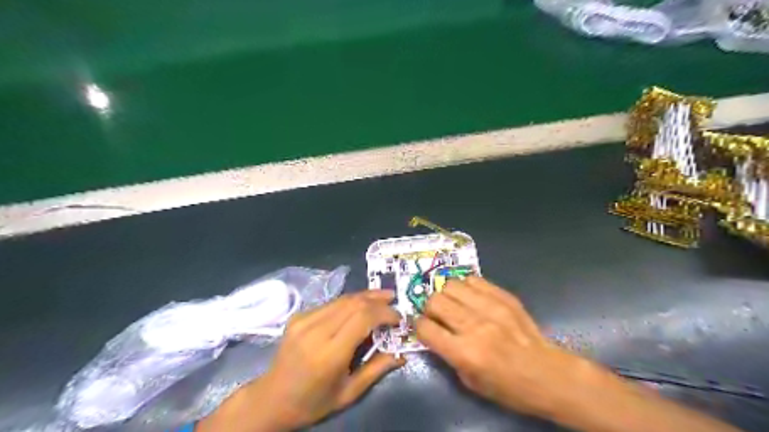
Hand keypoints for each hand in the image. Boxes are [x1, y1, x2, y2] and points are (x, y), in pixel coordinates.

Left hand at [196, 291, 403, 431]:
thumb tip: (401, 354)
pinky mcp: (298, 316)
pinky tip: (359, 306)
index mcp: (329, 354)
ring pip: (342, 299)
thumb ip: (376, 369)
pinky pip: (331, 303)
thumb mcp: (349, 393)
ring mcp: (303, 320)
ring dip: (365, 296)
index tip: (398, 318)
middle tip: (394, 300)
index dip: (384, 313)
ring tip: (382, 297)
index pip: (362, 318)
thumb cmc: (313, 402)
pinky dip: (349, 302)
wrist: (271, 399)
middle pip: (353, 303)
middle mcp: (315, 331)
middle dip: (377, 299)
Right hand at [418, 276, 602, 417]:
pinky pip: (473, 279)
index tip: (423, 327)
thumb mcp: (471, 382)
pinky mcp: (504, 296)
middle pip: (435, 301)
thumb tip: (433, 333)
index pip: (425, 328)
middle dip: (429, 308)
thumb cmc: (508, 387)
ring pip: (451, 285)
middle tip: (437, 315)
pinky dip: (466, 287)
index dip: (418, 327)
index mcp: (465, 352)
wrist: (548, 374)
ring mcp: (491, 307)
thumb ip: (447, 355)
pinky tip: (470, 297)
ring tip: (454, 304)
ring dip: (446, 294)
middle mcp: (474, 326)